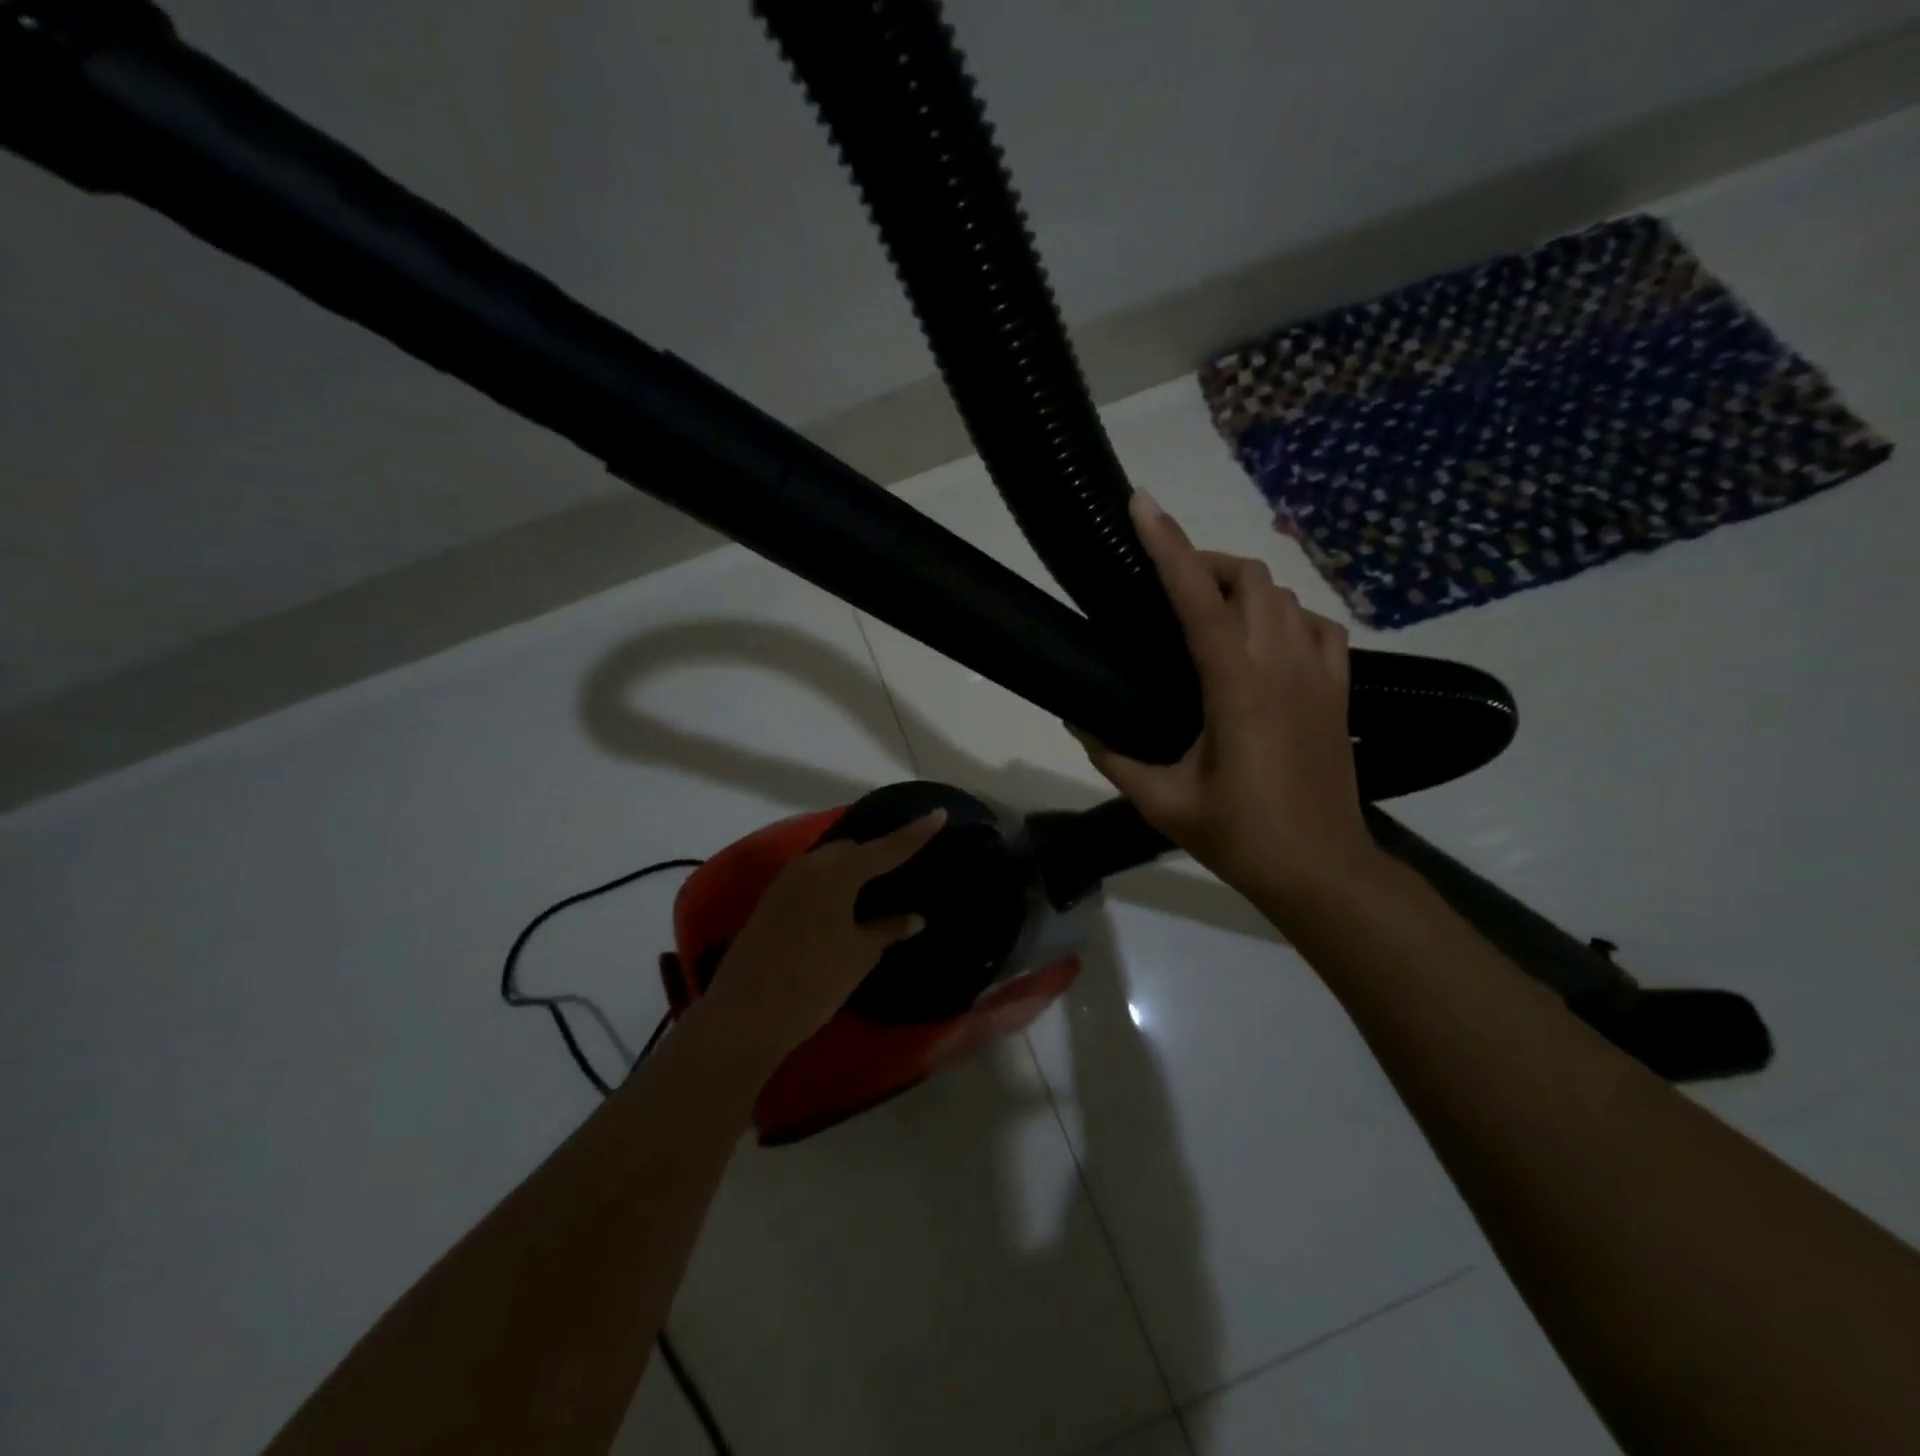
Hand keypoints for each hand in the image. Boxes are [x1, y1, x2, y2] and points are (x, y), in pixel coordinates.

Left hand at [700, 810, 945, 1063]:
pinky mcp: (770, 900)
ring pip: (828, 862)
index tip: (939, 814)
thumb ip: (888, 929)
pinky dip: (831, 882)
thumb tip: (915, 917)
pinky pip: (810, 878)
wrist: (744, 1015)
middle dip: (878, 852)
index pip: (887, 848)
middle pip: (852, 849)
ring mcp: (785, 881)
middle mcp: (810, 865)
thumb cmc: (813, 982)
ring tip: (876, 881)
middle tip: (904, 861)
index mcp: (838, 872)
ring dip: (851, 868)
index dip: (916, 833)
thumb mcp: (859, 955)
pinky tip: (843, 901)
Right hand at [1075, 493, 1384, 916]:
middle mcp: (1282, 663)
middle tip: (1168, 584)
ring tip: (1210, 612)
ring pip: (1286, 594)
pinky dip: (1288, 616)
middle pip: (1249, 577)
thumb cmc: (1239, 836)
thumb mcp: (1162, 801)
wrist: (1322, 870)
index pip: (1196, 597)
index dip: (1166, 545)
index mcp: (1236, 685)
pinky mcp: (1340, 689)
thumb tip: (1076, 719)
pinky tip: (1267, 641)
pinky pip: (1320, 624)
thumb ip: (1113, 755)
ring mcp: (1321, 672)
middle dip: (1205, 562)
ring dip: (1244, 587)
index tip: (1141, 504)